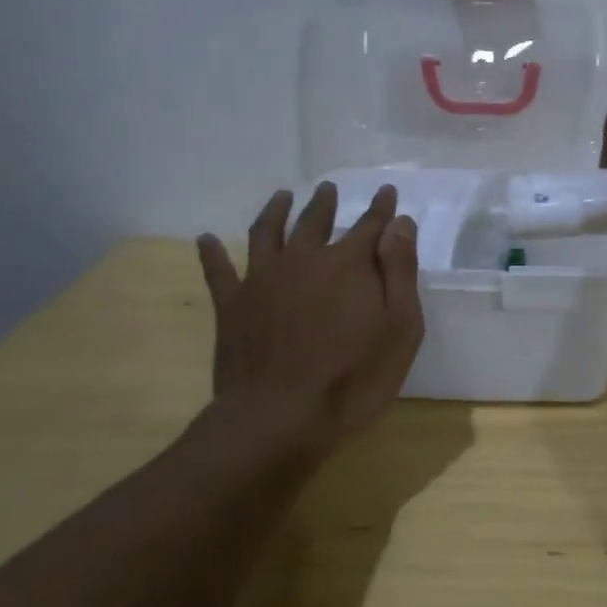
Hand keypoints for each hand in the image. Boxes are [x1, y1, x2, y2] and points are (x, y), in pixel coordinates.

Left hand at [194, 182, 423, 454]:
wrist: (278, 418)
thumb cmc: (353, 378)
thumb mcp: (400, 328)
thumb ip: (400, 272)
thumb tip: (399, 224)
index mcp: (348, 264)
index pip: (370, 225)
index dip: (381, 208)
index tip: (387, 191)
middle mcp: (303, 259)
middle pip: (315, 220)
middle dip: (325, 202)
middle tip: (329, 188)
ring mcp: (262, 279)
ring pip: (267, 232)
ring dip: (276, 211)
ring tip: (282, 197)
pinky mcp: (232, 305)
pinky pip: (218, 270)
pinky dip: (211, 253)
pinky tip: (205, 239)